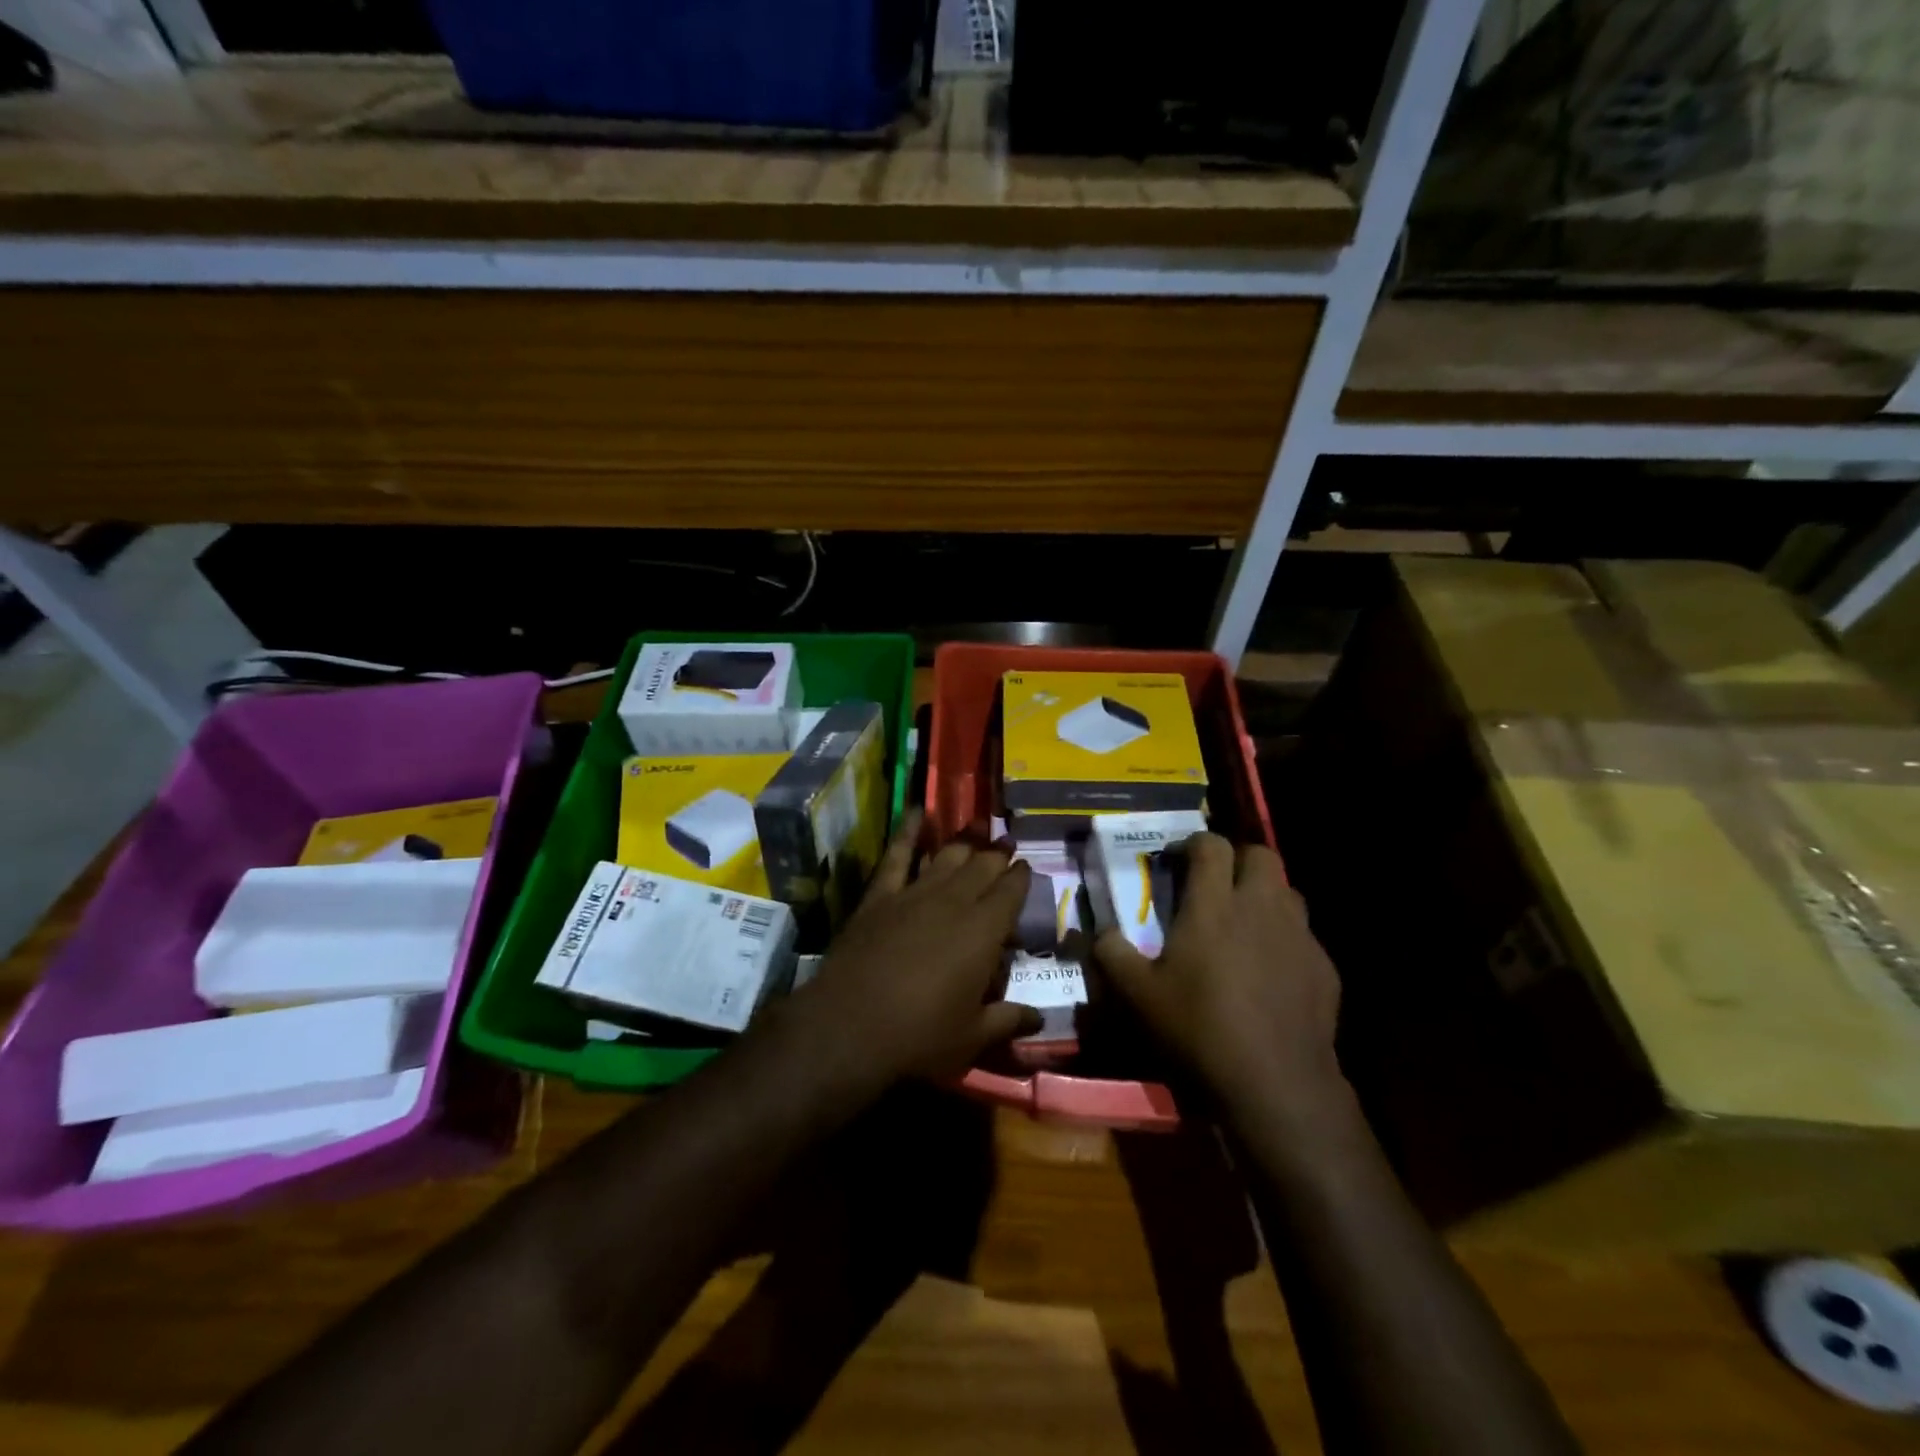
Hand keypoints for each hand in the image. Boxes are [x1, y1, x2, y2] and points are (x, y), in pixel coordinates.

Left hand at [799, 813, 1041, 1084]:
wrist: (849, 1026)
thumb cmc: (920, 1036)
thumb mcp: (972, 1037)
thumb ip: (1008, 1020)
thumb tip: (1039, 1018)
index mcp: (984, 932)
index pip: (1010, 892)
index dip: (1021, 877)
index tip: (1026, 867)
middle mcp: (954, 902)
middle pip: (982, 867)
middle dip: (997, 856)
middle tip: (1006, 848)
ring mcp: (914, 894)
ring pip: (946, 857)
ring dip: (964, 844)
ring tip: (976, 833)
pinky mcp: (880, 896)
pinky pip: (896, 855)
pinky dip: (908, 832)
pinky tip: (917, 813)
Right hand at [1093, 834, 1342, 1111]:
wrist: (1276, 1085)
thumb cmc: (1198, 1029)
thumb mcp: (1136, 995)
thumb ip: (1110, 953)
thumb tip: (1097, 931)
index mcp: (1214, 905)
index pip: (1210, 846)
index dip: (1192, 844)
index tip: (1176, 861)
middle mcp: (1260, 907)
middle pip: (1260, 855)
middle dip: (1236, 859)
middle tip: (1215, 884)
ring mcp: (1299, 936)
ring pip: (1287, 891)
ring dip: (1264, 895)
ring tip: (1243, 922)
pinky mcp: (1324, 968)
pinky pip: (1304, 935)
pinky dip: (1285, 938)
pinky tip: (1270, 970)